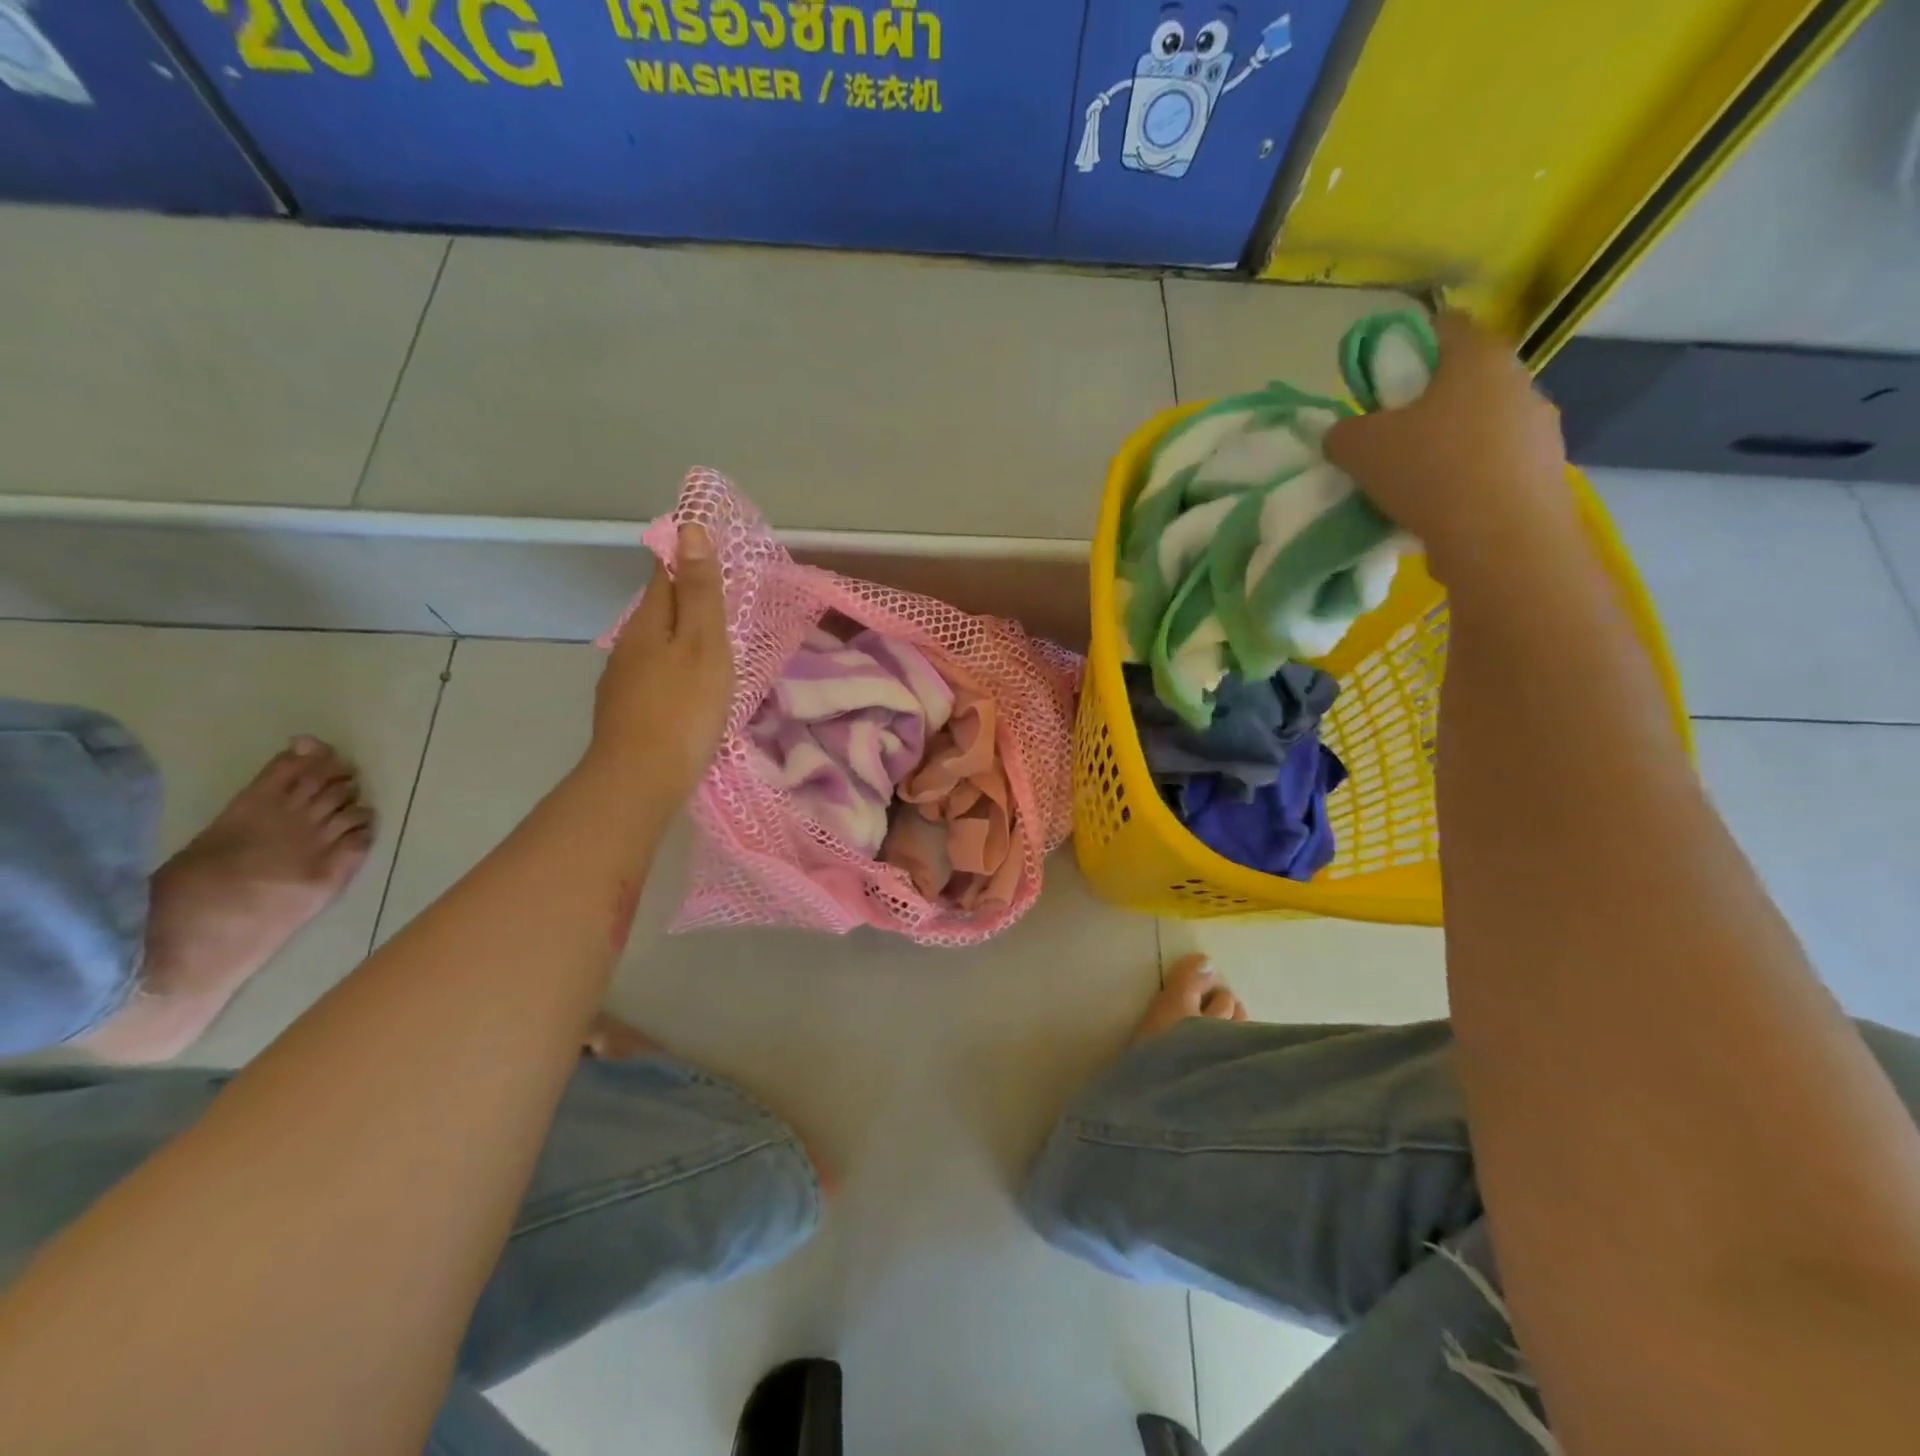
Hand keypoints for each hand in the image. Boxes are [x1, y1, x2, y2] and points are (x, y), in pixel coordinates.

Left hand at [588, 522, 733, 806]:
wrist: (640, 780)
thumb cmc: (683, 708)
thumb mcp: (704, 645)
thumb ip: (700, 591)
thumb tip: (690, 529)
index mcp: (648, 623)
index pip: (664, 573)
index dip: (686, 556)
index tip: (714, 550)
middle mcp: (629, 644)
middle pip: (659, 609)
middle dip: (687, 598)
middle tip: (725, 598)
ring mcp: (623, 680)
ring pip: (656, 645)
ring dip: (681, 637)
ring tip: (714, 643)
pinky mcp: (627, 711)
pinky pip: (654, 675)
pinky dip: (675, 669)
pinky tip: (690, 687)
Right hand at [1324, 312, 1576, 586]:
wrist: (1501, 539)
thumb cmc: (1430, 472)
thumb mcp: (1358, 448)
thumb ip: (1342, 433)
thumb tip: (1344, 435)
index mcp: (1477, 357)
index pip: (1443, 327)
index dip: (1407, 346)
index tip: (1379, 382)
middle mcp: (1519, 380)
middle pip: (1462, 381)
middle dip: (1426, 406)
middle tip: (1389, 440)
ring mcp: (1539, 427)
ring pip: (1481, 426)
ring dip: (1449, 446)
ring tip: (1413, 485)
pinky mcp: (1545, 471)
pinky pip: (1495, 466)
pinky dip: (1468, 481)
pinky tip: (1442, 510)